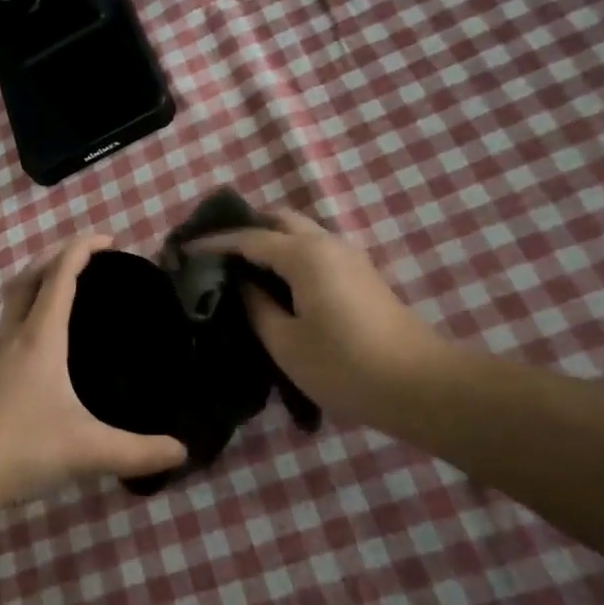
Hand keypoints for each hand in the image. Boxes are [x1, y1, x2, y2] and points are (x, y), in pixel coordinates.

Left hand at [0, 236, 187, 509]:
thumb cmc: (22, 448)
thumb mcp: (87, 450)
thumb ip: (138, 451)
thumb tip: (182, 451)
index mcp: (40, 338)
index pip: (60, 275)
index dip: (82, 248)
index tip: (109, 239)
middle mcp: (13, 337)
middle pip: (30, 277)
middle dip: (57, 256)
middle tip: (88, 257)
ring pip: (14, 302)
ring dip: (38, 284)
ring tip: (67, 292)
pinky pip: (8, 328)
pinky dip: (28, 316)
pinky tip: (43, 346)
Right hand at [190, 211, 451, 422]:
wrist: (420, 385)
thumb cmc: (345, 366)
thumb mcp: (286, 342)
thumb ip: (256, 306)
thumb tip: (241, 285)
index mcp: (304, 254)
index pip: (249, 237)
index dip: (214, 242)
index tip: (183, 249)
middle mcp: (327, 243)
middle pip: (279, 219)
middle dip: (245, 228)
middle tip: (216, 251)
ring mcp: (349, 256)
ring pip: (300, 232)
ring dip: (269, 239)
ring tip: (241, 266)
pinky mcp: (361, 274)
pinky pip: (315, 248)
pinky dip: (289, 253)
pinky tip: (275, 280)